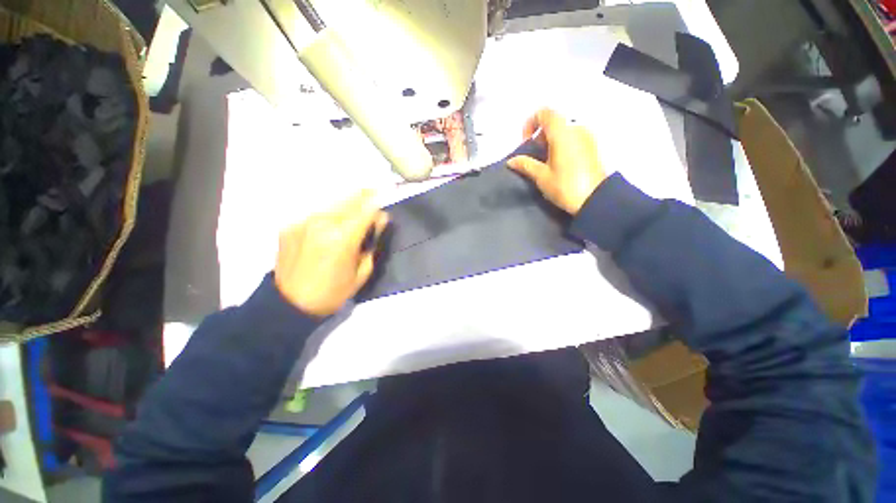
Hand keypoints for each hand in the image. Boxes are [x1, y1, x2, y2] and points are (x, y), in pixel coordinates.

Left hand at [274, 191, 388, 317]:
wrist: (290, 304)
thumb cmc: (333, 292)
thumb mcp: (362, 272)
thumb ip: (372, 242)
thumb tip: (380, 220)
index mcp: (343, 238)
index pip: (366, 209)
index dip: (378, 201)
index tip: (386, 194)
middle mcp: (322, 224)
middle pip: (349, 198)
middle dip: (364, 193)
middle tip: (374, 190)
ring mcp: (303, 222)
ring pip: (332, 201)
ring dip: (347, 200)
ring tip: (356, 200)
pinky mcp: (290, 225)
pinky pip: (316, 212)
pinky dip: (329, 211)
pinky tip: (333, 218)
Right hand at [507, 108, 606, 213]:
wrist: (595, 199)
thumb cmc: (565, 186)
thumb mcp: (542, 176)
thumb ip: (526, 165)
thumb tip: (511, 161)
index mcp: (562, 133)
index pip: (545, 113)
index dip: (531, 123)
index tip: (526, 143)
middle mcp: (577, 128)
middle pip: (554, 121)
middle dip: (540, 135)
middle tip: (535, 155)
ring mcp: (588, 136)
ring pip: (564, 129)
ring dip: (551, 140)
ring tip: (546, 162)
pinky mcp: (593, 146)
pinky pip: (574, 137)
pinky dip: (562, 144)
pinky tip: (559, 164)